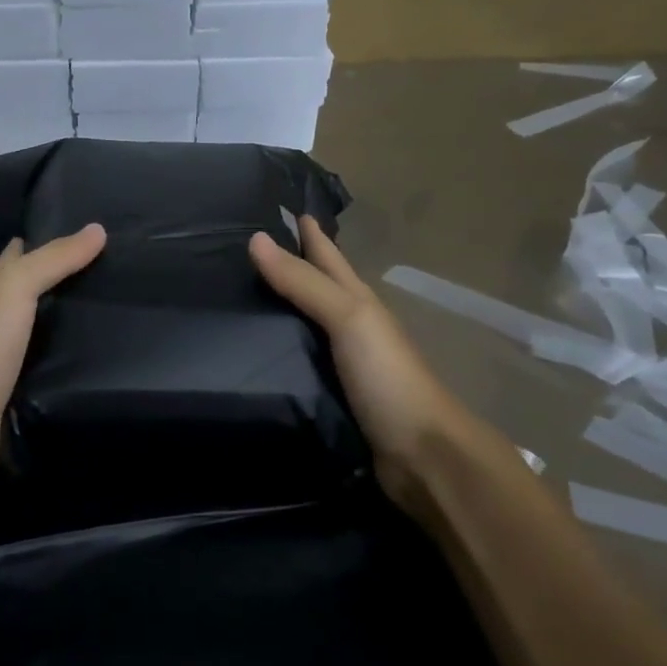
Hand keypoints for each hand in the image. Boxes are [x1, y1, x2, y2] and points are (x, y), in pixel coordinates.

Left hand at [0, 224, 106, 499]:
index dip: (45, 239)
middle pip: (30, 290)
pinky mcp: (16, 388)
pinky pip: (46, 362)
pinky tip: (94, 354)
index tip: (88, 231)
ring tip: (113, 307)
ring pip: (40, 326)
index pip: (18, 254)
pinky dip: (66, 354)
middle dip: (63, 278)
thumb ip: (55, 259)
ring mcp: (4, 354)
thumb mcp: (16, 287)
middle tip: (113, 268)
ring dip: (67, 318)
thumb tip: (98, 228)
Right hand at [249, 217, 473, 515]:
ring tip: (244, 297)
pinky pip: (301, 362)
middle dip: (294, 265)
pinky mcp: (334, 398)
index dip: (311, 235)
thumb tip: (255, 239)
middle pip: (319, 288)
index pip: (329, 258)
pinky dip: (282, 351)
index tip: (285, 209)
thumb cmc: (388, 377)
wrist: (423, 456)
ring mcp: (345, 365)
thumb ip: (303, 283)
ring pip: (308, 326)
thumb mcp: (349, 319)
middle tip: (250, 248)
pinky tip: (259, 354)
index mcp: (359, 303)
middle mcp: (353, 328)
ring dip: (283, 309)